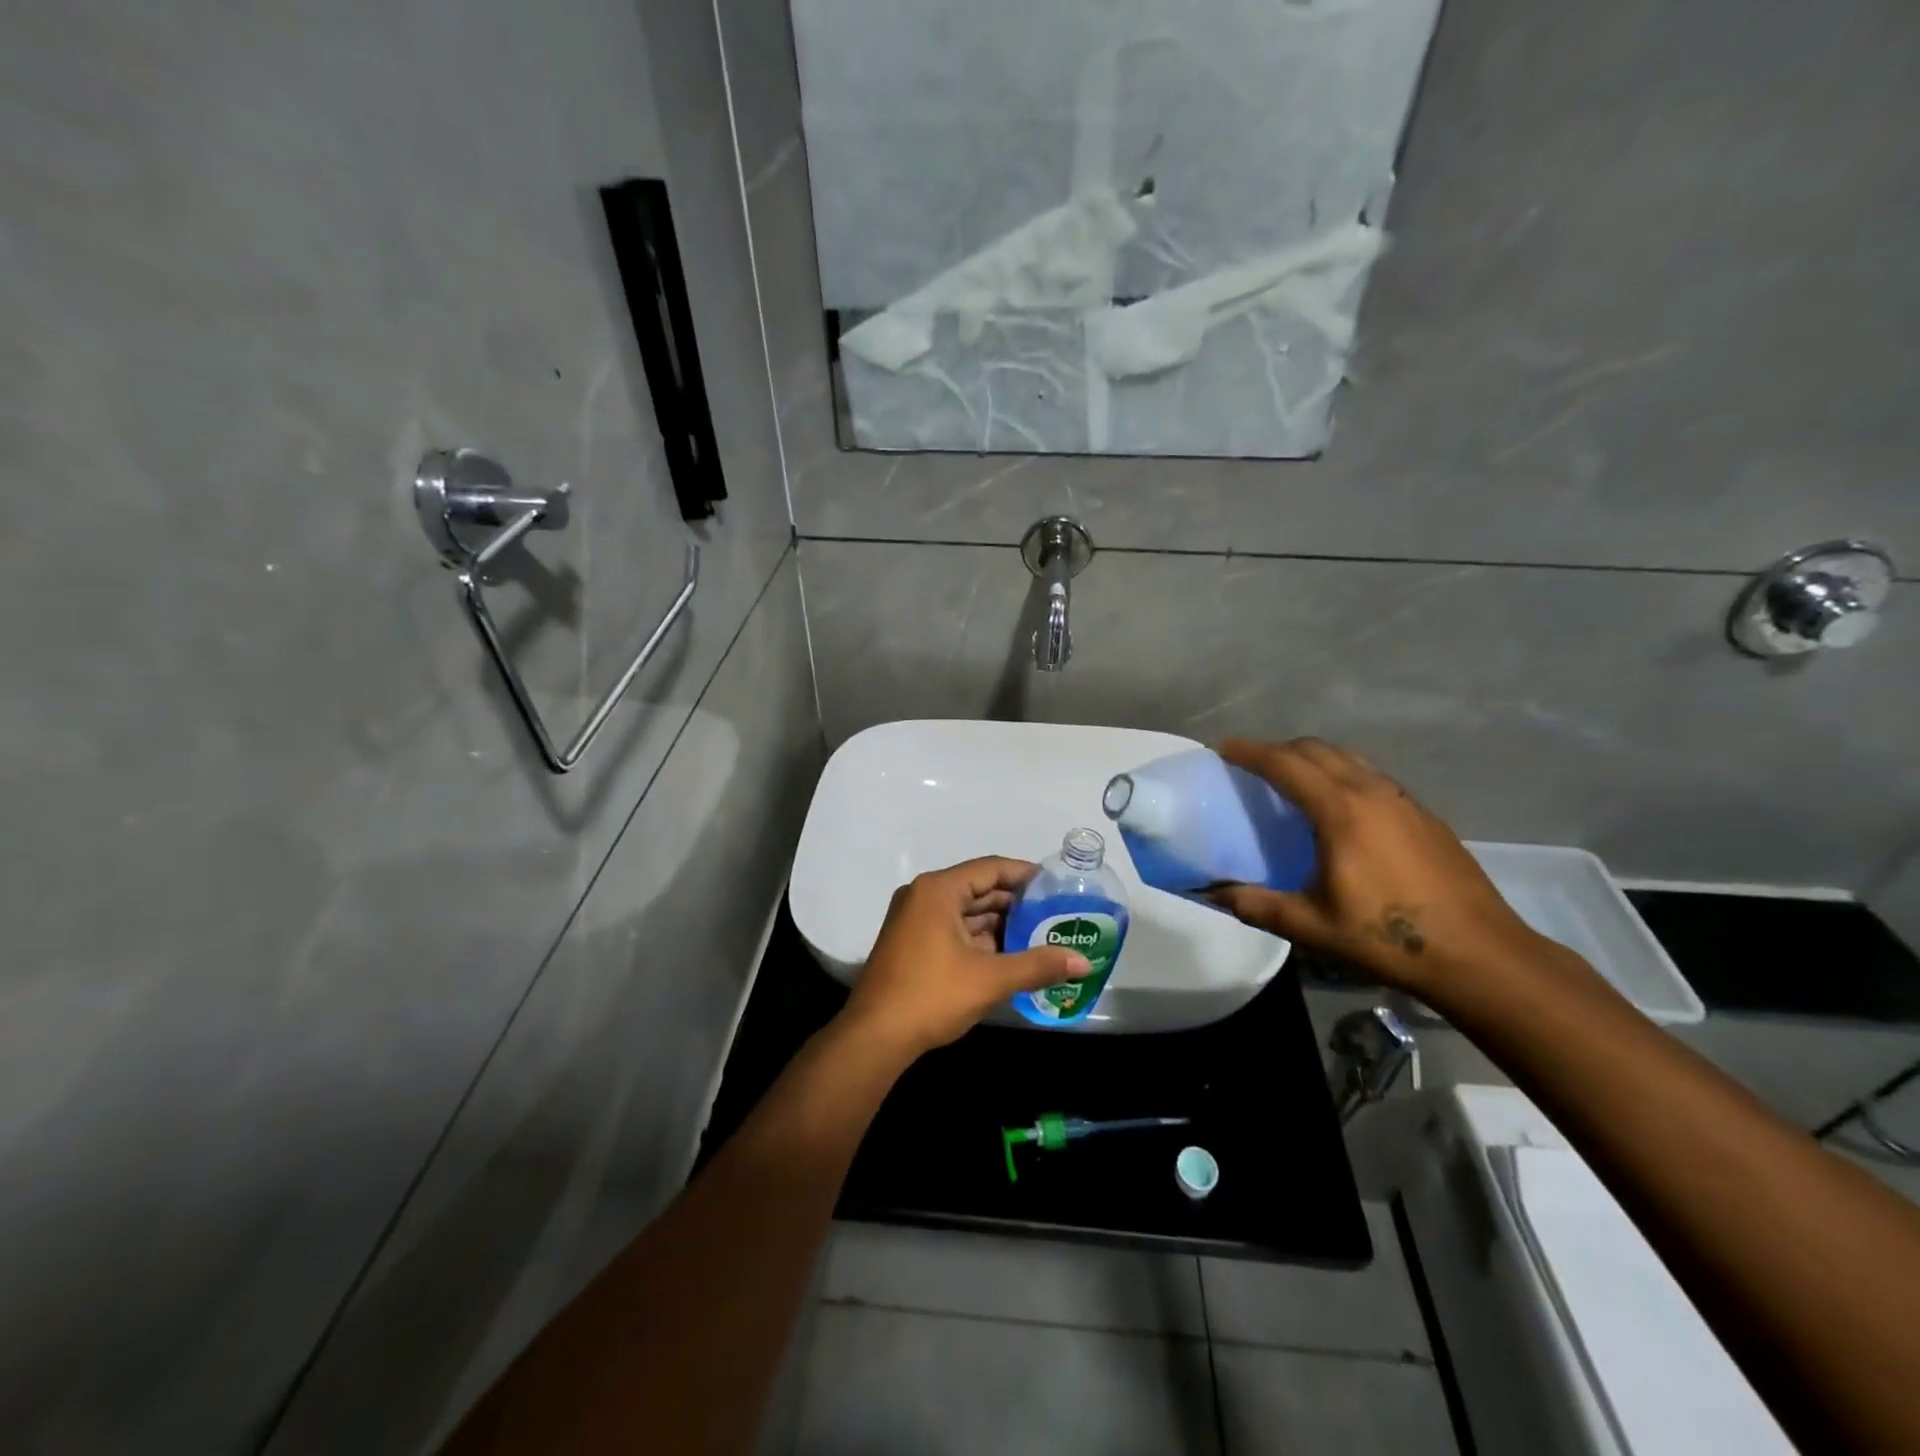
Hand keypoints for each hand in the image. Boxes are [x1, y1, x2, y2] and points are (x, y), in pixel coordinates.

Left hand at [839, 857, 1090, 1060]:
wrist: (875, 1037)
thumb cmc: (932, 996)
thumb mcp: (990, 979)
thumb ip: (1038, 965)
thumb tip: (1084, 962)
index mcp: (938, 890)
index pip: (990, 869)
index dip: (1026, 875)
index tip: (1057, 886)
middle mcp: (923, 896)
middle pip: (978, 889)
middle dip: (1016, 904)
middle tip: (1055, 914)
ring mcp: (914, 920)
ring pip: (966, 912)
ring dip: (999, 924)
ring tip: (1040, 936)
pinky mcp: (912, 943)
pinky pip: (953, 929)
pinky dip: (980, 939)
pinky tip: (1009, 955)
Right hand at [1208, 738, 1543, 995]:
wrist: (1479, 955)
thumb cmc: (1387, 938)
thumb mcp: (1310, 926)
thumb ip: (1256, 905)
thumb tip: (1212, 893)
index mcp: (1341, 810)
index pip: (1286, 764)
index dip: (1251, 752)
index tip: (1224, 749)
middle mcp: (1373, 792)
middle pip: (1318, 750)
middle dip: (1280, 749)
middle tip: (1252, 765)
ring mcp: (1405, 801)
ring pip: (1350, 759)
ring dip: (1314, 759)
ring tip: (1293, 781)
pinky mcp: (1426, 816)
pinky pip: (1373, 778)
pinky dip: (1344, 776)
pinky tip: (1342, 810)